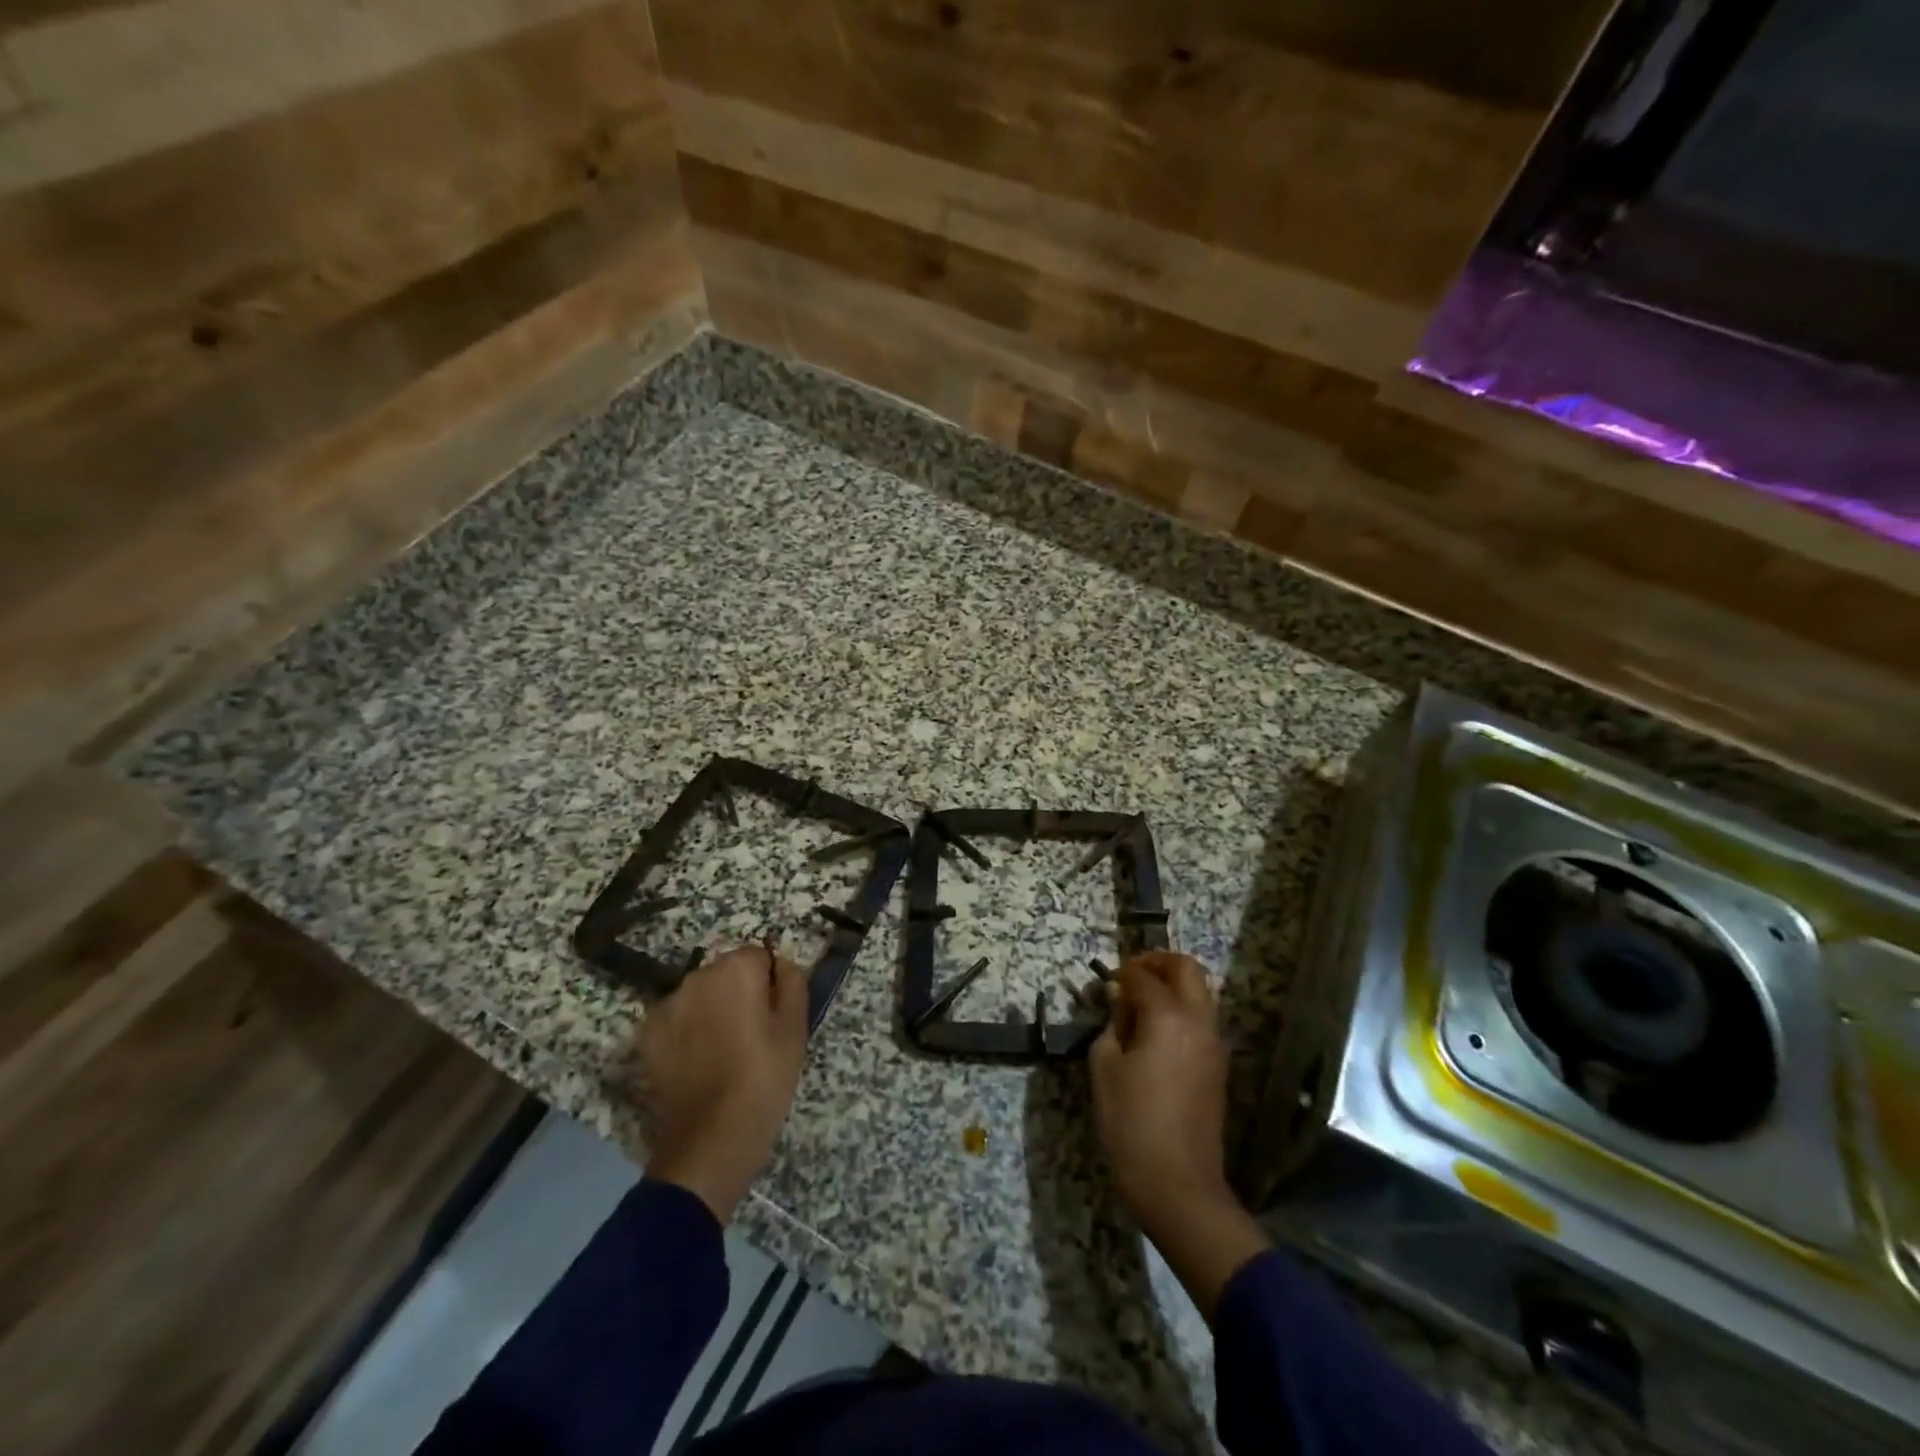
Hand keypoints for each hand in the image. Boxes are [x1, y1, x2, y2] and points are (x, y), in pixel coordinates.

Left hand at [636, 942, 808, 1224]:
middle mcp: (696, 976)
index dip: (769, 983)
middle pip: (725, 972)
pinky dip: (686, 1033)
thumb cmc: (764, 1078)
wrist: (711, 1139)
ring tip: (723, 1052)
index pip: (758, 956)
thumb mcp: (795, 1028)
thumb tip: (780, 963)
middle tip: (752, 1034)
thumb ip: (792, 982)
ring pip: (699, 996)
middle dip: (738, 993)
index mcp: (736, 969)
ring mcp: (667, 1006)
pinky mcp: (647, 1036)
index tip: (773, 1016)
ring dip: (710, 1010)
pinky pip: (676, 1021)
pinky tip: (697, 1064)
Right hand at [1090, 951, 1267, 1318]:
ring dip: (1173, 987)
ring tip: (1140, 1006)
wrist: (1179, 1185)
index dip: (1121, 973)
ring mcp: (1214, 1044)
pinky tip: (1155, 1034)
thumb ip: (1112, 1025)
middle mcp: (1198, 1021)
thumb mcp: (1105, 1069)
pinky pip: (1202, 1020)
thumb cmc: (1131, 1124)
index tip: (1104, 983)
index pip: (1143, 976)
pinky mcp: (1218, 1067)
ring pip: (1200, 993)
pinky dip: (1182, 1011)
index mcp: (1168, 1017)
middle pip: (1187, 969)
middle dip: (1158, 963)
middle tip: (1131, 976)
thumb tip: (1119, 1001)